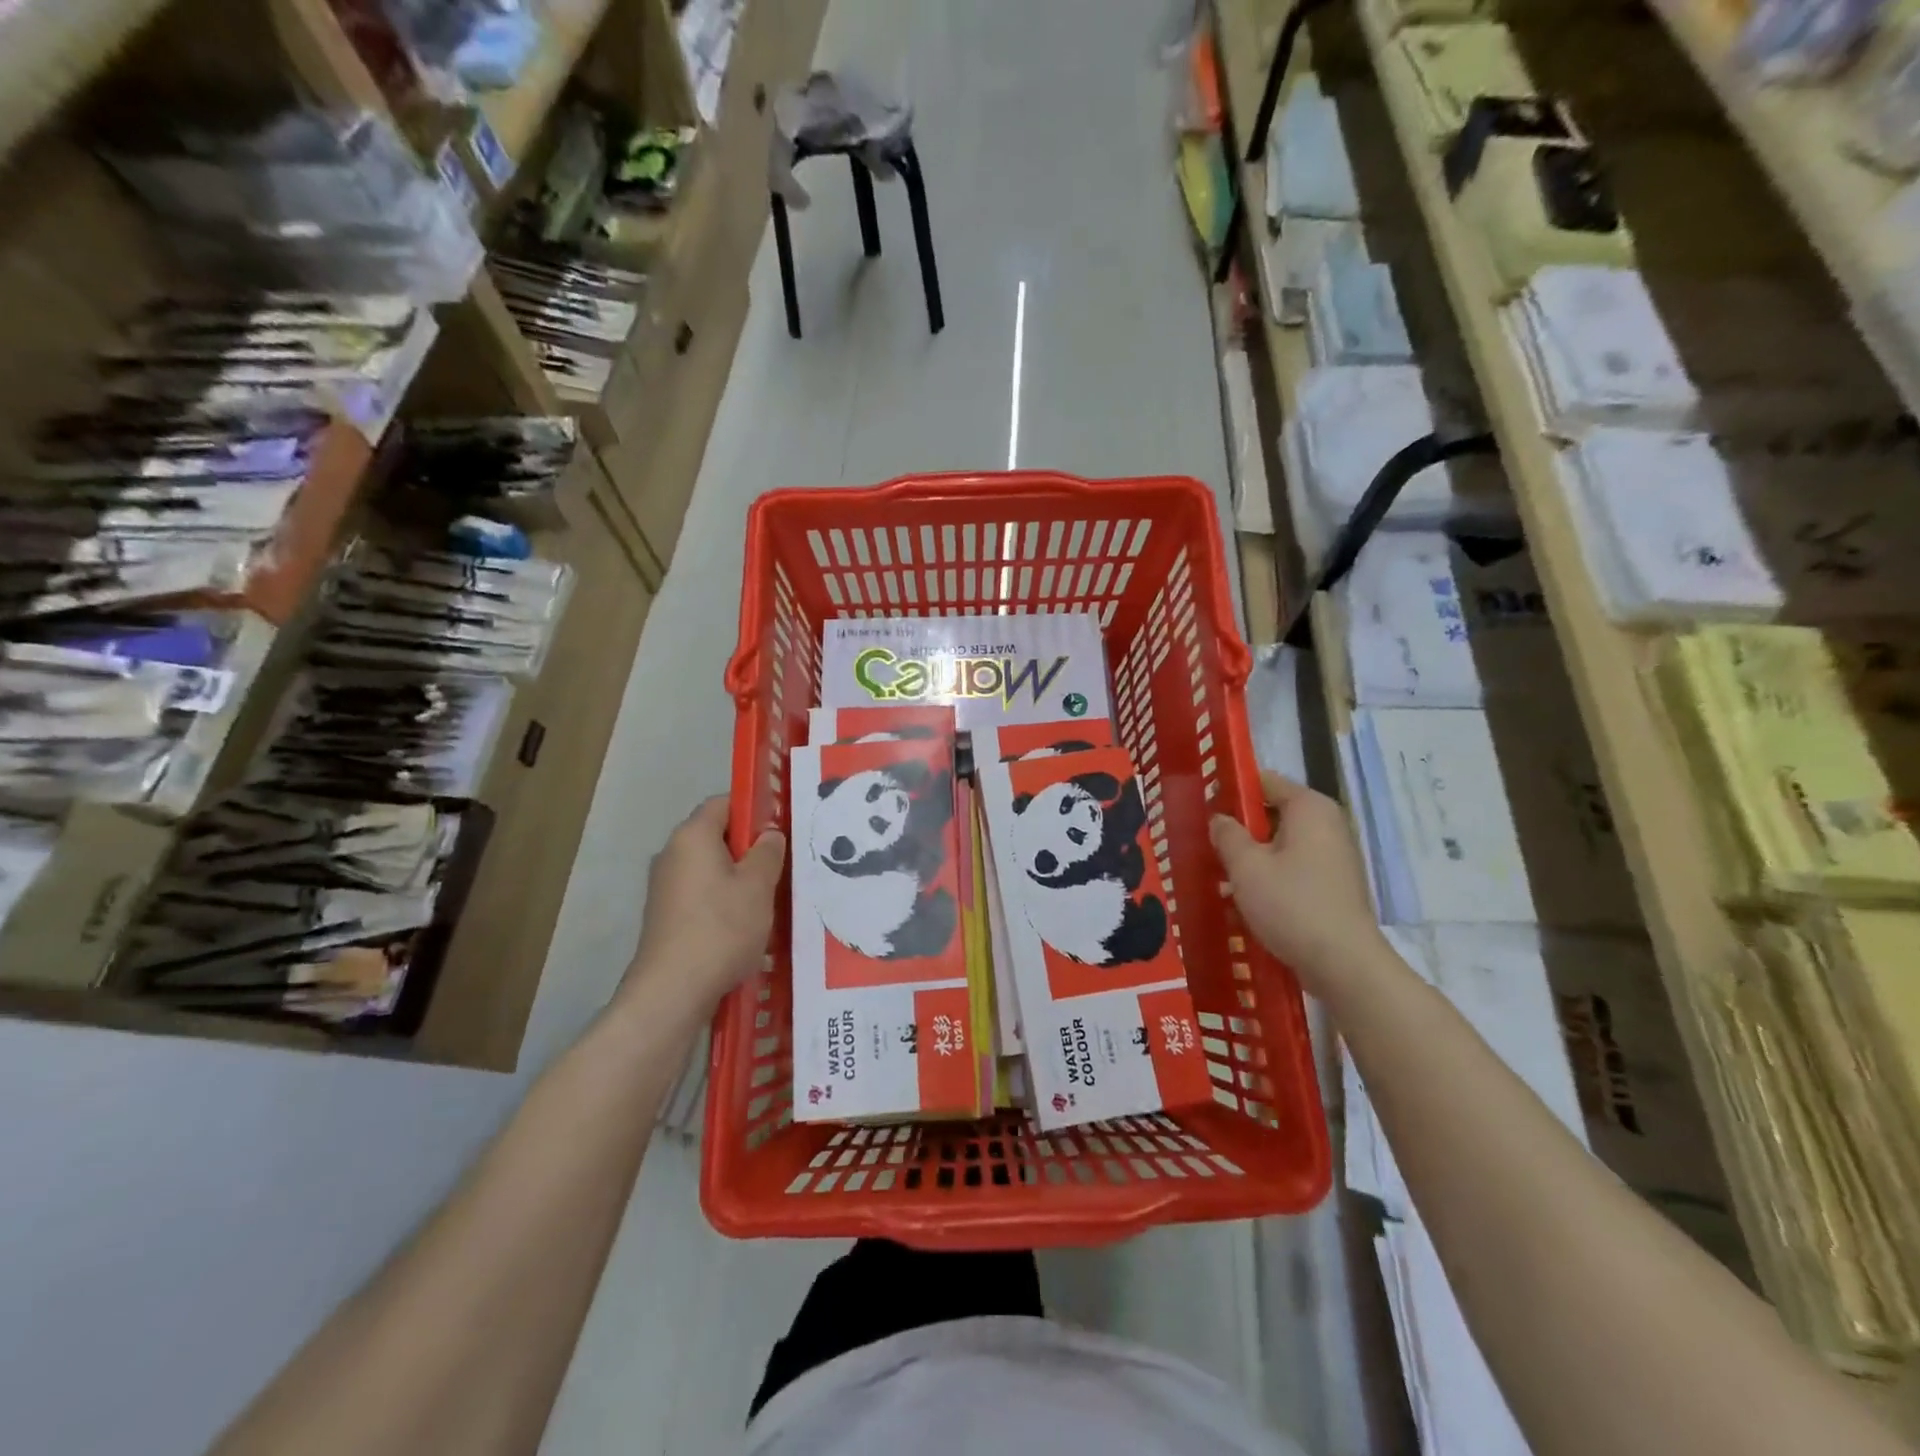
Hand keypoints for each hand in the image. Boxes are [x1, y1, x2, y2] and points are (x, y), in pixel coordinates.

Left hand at [626, 797, 785, 1011]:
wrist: (672, 991)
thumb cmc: (721, 928)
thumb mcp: (758, 885)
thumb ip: (768, 852)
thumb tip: (769, 834)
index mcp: (692, 836)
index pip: (724, 803)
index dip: (754, 810)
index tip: (781, 830)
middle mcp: (672, 854)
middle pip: (717, 836)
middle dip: (750, 848)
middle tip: (782, 866)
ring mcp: (664, 887)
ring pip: (711, 869)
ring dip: (739, 879)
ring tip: (769, 899)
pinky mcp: (665, 916)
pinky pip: (701, 895)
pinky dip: (723, 902)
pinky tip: (746, 925)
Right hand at [1211, 771, 1382, 997]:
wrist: (1344, 965)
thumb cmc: (1291, 905)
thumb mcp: (1246, 867)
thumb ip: (1227, 835)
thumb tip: (1219, 820)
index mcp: (1309, 808)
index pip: (1264, 781)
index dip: (1232, 791)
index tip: (1203, 808)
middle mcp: (1327, 825)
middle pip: (1272, 814)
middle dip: (1239, 829)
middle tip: (1206, 845)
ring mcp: (1333, 857)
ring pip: (1280, 845)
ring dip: (1250, 858)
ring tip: (1218, 877)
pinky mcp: (1333, 887)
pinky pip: (1292, 870)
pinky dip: (1269, 878)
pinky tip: (1242, 901)